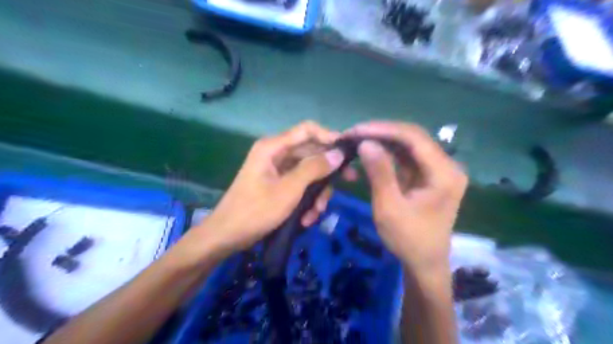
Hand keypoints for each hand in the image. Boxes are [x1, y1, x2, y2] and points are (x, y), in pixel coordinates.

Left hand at [190, 122, 351, 259]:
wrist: (228, 236)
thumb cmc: (256, 210)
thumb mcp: (289, 189)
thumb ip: (314, 168)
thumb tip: (338, 153)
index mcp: (273, 147)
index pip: (307, 130)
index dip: (329, 137)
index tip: (347, 151)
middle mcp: (276, 154)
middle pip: (311, 154)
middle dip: (326, 173)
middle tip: (348, 182)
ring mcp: (277, 170)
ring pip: (308, 173)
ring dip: (316, 193)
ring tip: (315, 213)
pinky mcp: (278, 185)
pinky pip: (300, 186)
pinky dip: (306, 201)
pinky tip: (306, 219)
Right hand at [347, 120, 467, 273]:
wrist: (424, 262)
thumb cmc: (408, 239)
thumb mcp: (389, 207)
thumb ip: (379, 173)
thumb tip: (365, 142)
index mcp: (444, 173)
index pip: (413, 138)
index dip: (383, 130)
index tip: (356, 130)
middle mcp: (446, 165)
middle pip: (412, 137)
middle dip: (381, 133)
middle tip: (353, 134)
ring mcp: (437, 169)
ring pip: (408, 145)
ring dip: (382, 141)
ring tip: (357, 139)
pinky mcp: (427, 175)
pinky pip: (406, 157)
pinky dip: (387, 153)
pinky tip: (370, 151)